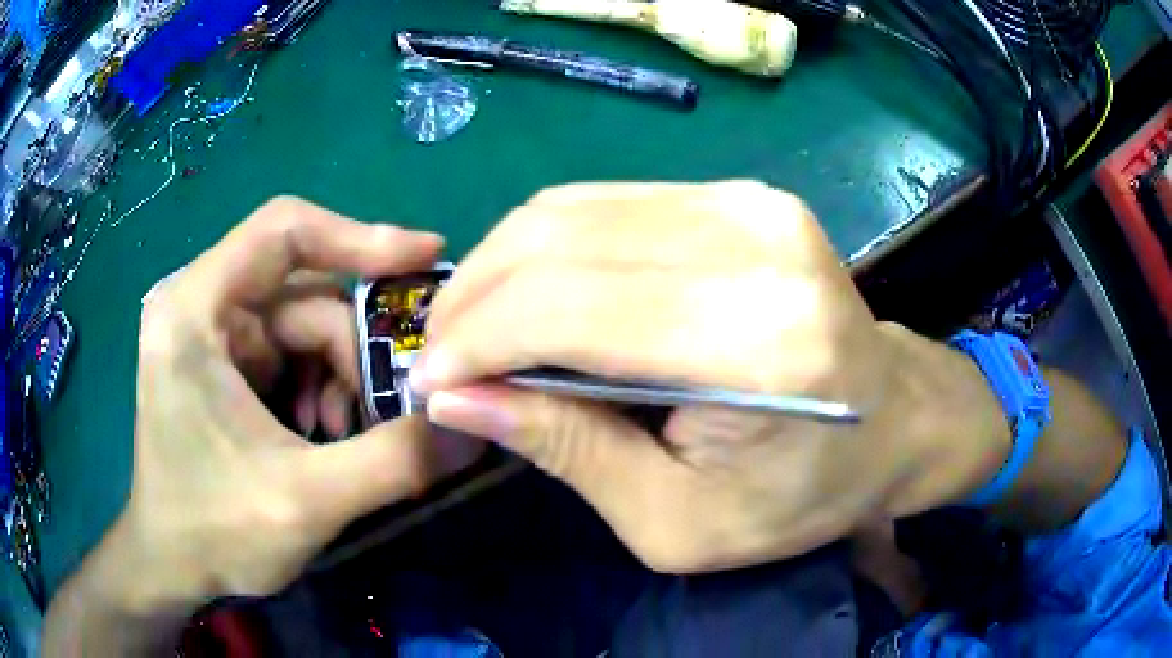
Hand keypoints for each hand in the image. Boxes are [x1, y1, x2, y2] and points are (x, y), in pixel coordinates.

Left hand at [118, 198, 481, 607]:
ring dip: (341, 378)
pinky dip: (321, 387)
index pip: (284, 232)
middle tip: (394, 406)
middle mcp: (201, 305)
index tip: (426, 260)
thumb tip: (476, 432)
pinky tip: (323, 434)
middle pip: (303, 293)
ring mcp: (212, 334)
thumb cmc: (214, 532)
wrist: (173, 565)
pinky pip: (291, 354)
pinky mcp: (225, 363)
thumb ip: (395, 462)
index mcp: (196, 310)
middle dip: (353, 351)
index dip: (360, 237)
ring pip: (304, 327)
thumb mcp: (307, 503)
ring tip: (349, 435)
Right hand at [413, 182, 1007, 572]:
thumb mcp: (677, 520)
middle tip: (442, 358)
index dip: (474, 342)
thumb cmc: (804, 493)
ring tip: (475, 331)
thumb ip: (564, 449)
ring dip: (498, 268)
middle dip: (471, 298)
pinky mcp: (741, 194)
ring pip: (568, 209)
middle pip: (555, 239)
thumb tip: (455, 398)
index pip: (566, 309)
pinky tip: (533, 298)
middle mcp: (756, 243)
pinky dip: (547, 250)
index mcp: (759, 342)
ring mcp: (750, 203)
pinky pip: (605, 204)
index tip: (429, 385)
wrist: (898, 418)